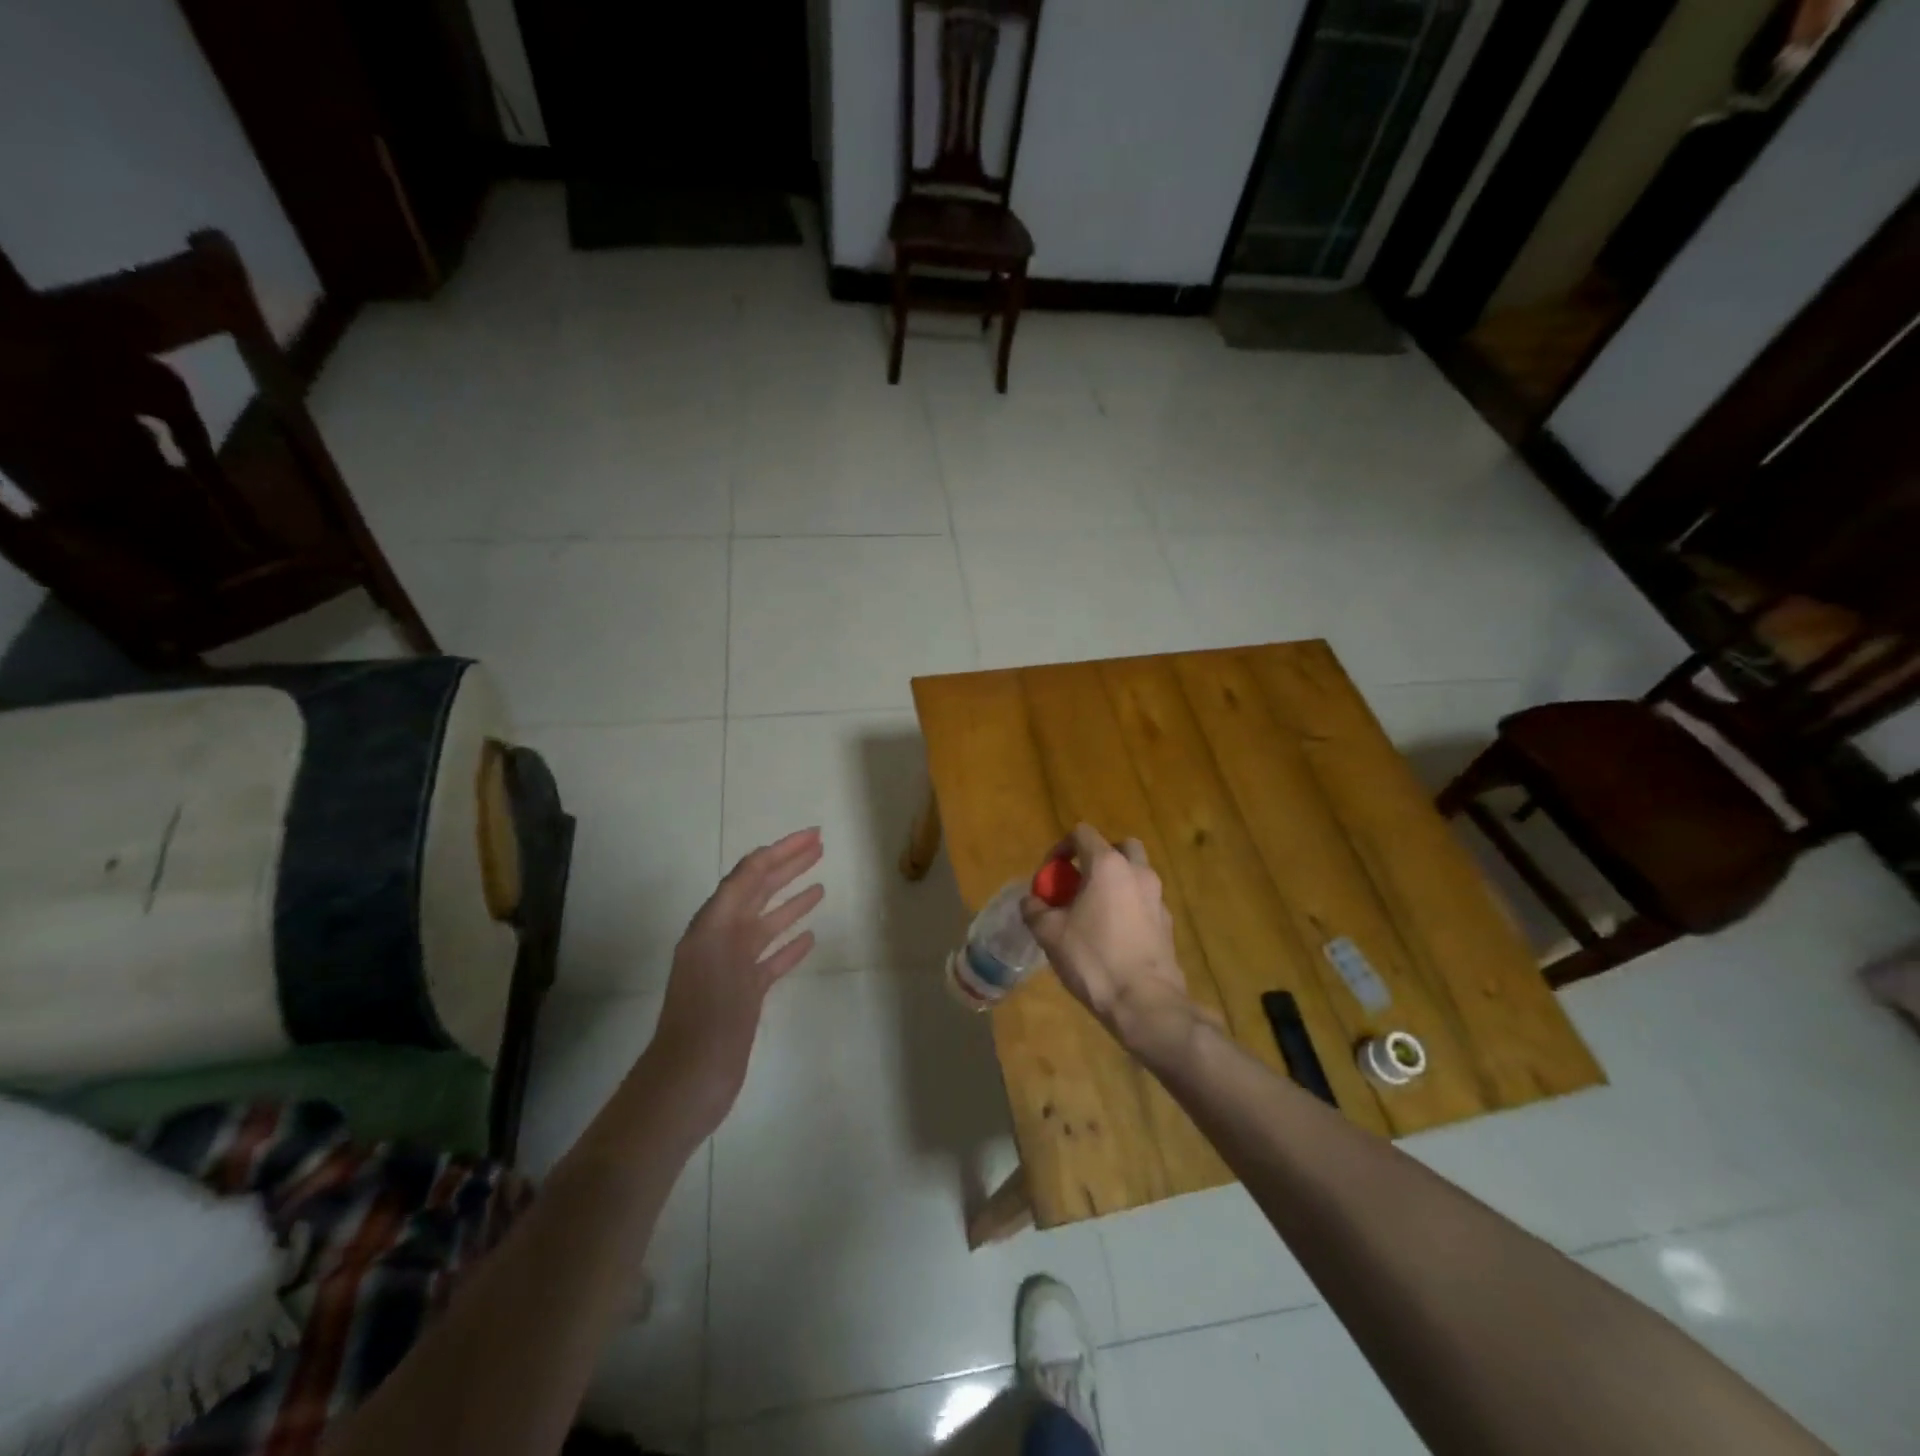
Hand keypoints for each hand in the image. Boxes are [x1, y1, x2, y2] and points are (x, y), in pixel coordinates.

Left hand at [646, 828, 823, 1134]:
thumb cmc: (707, 1017)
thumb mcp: (720, 949)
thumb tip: (756, 861)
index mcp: (712, 925)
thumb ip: (737, 902)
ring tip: (821, 885)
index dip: (780, 850)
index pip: (749, 874)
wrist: (689, 1082)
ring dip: (791, 901)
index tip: (812, 835)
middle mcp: (721, 938)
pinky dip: (790, 944)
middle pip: (758, 892)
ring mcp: (733, 967)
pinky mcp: (744, 994)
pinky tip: (811, 937)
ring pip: (767, 923)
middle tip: (820, 846)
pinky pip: (771, 958)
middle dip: (787, 867)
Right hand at [1021, 824, 1196, 1060]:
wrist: (1144, 1002)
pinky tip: (1113, 934)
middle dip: (1097, 857)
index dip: (1061, 847)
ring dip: (1115, 881)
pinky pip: (1144, 901)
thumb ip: (1035, 909)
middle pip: (1119, 846)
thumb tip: (1032, 901)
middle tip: (1079, 882)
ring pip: (1136, 873)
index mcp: (1107, 865)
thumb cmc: (1093, 959)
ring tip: (1094, 910)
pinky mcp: (1167, 923)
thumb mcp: (1050, 933)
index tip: (1050, 874)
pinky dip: (1129, 905)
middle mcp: (1137, 872)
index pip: (1082, 833)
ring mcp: (1157, 897)